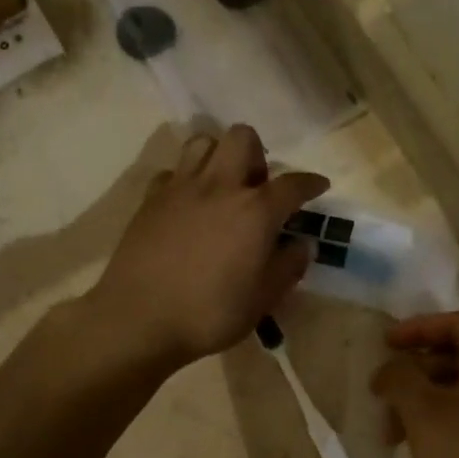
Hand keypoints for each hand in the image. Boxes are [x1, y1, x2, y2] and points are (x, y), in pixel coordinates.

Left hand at [89, 125, 329, 369]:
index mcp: (255, 211)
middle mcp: (220, 187)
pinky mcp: (151, 199)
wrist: (139, 319)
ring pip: (202, 142)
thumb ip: (288, 267)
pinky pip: (172, 172)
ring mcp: (181, 188)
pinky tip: (187, 205)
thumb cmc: (209, 313)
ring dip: (218, 156)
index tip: (319, 186)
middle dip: (257, 155)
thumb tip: (302, 244)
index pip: (293, 184)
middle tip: (257, 187)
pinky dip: (184, 180)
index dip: (311, 183)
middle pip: (243, 138)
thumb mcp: (262, 299)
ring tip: (222, 187)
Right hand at [372, 311, 458, 457]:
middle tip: (384, 395)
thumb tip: (391, 367)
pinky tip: (428, 445)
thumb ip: (400, 378)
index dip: (416, 329)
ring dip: (429, 401)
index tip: (385, 345)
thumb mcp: (424, 413)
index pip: (457, 323)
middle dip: (417, 373)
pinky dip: (452, 417)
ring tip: (395, 433)